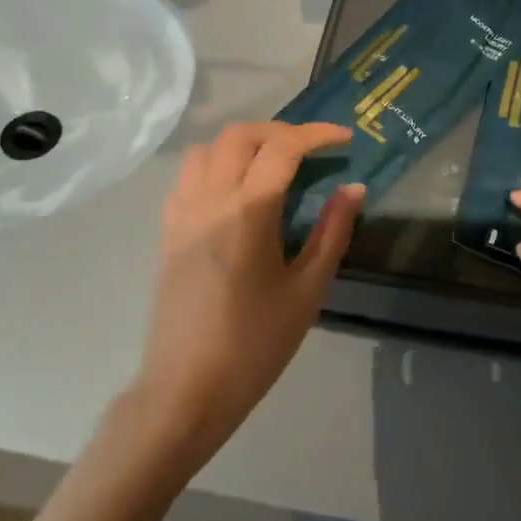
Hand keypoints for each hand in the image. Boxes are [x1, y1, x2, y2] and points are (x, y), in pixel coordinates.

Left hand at [127, 121, 364, 467]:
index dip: (317, 134)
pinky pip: (189, 173)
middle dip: (281, 131)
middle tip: (312, 151)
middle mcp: (209, 199)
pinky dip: (217, 162)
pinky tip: (238, 190)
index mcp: (247, 212)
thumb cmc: (255, 344)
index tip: (344, 140)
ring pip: (208, 147)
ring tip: (274, 164)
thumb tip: (353, 189)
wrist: (187, 388)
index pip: (282, 147)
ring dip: (244, 143)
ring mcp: (181, 212)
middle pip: (240, 135)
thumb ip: (333, 233)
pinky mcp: (167, 229)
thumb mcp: (307, 290)